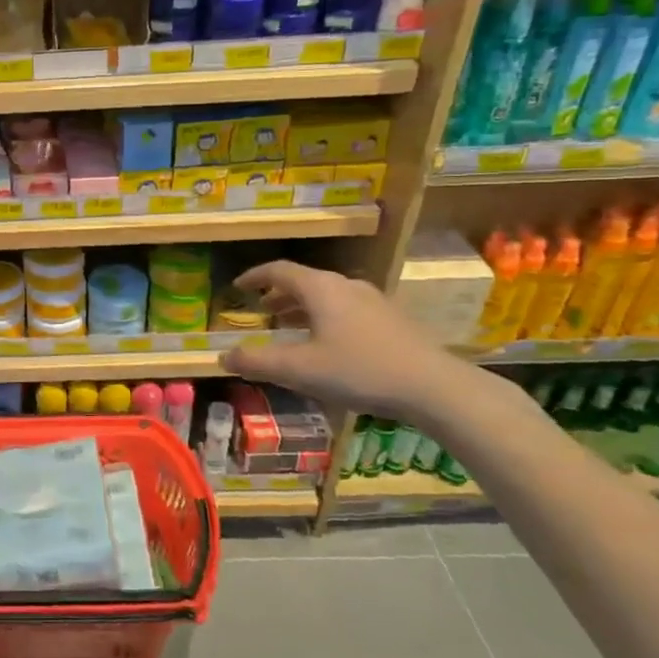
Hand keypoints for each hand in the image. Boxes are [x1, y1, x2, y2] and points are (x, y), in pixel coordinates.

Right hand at [220, 260, 479, 427]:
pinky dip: (326, 317)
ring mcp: (373, 300)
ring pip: (328, 295)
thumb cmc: (359, 370)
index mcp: (320, 288)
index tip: (238, 287)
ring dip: (303, 307)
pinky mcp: (393, 319)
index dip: (254, 276)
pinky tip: (329, 344)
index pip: (278, 270)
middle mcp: (346, 285)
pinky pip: (347, 308)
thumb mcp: (300, 370)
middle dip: (279, 294)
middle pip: (304, 280)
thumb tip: (223, 356)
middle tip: (262, 310)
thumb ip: (258, 362)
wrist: (435, 387)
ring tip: (290, 326)